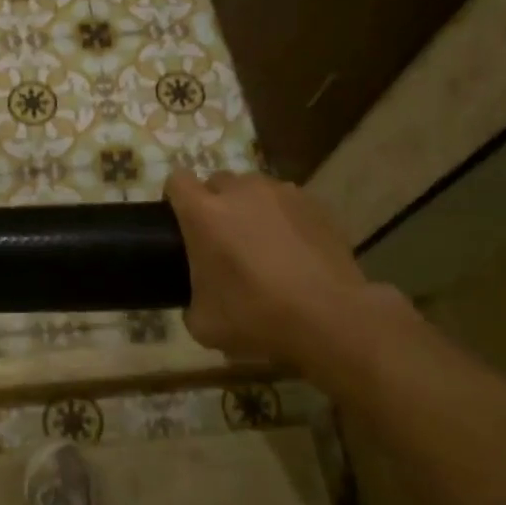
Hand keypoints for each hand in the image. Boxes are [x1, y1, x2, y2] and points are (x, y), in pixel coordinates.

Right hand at [165, 170, 387, 374]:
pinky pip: (286, 201)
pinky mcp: (314, 203)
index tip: (180, 221)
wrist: (330, 318)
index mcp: (204, 213)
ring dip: (249, 206)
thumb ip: (189, 301)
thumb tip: (196, 298)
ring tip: (260, 241)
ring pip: (253, 188)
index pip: (177, 181)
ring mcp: (280, 193)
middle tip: (222, 238)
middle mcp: (239, 192)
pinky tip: (292, 247)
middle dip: (214, 202)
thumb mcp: (203, 324)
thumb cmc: (257, 317)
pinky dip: (282, 216)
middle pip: (216, 181)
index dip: (175, 198)